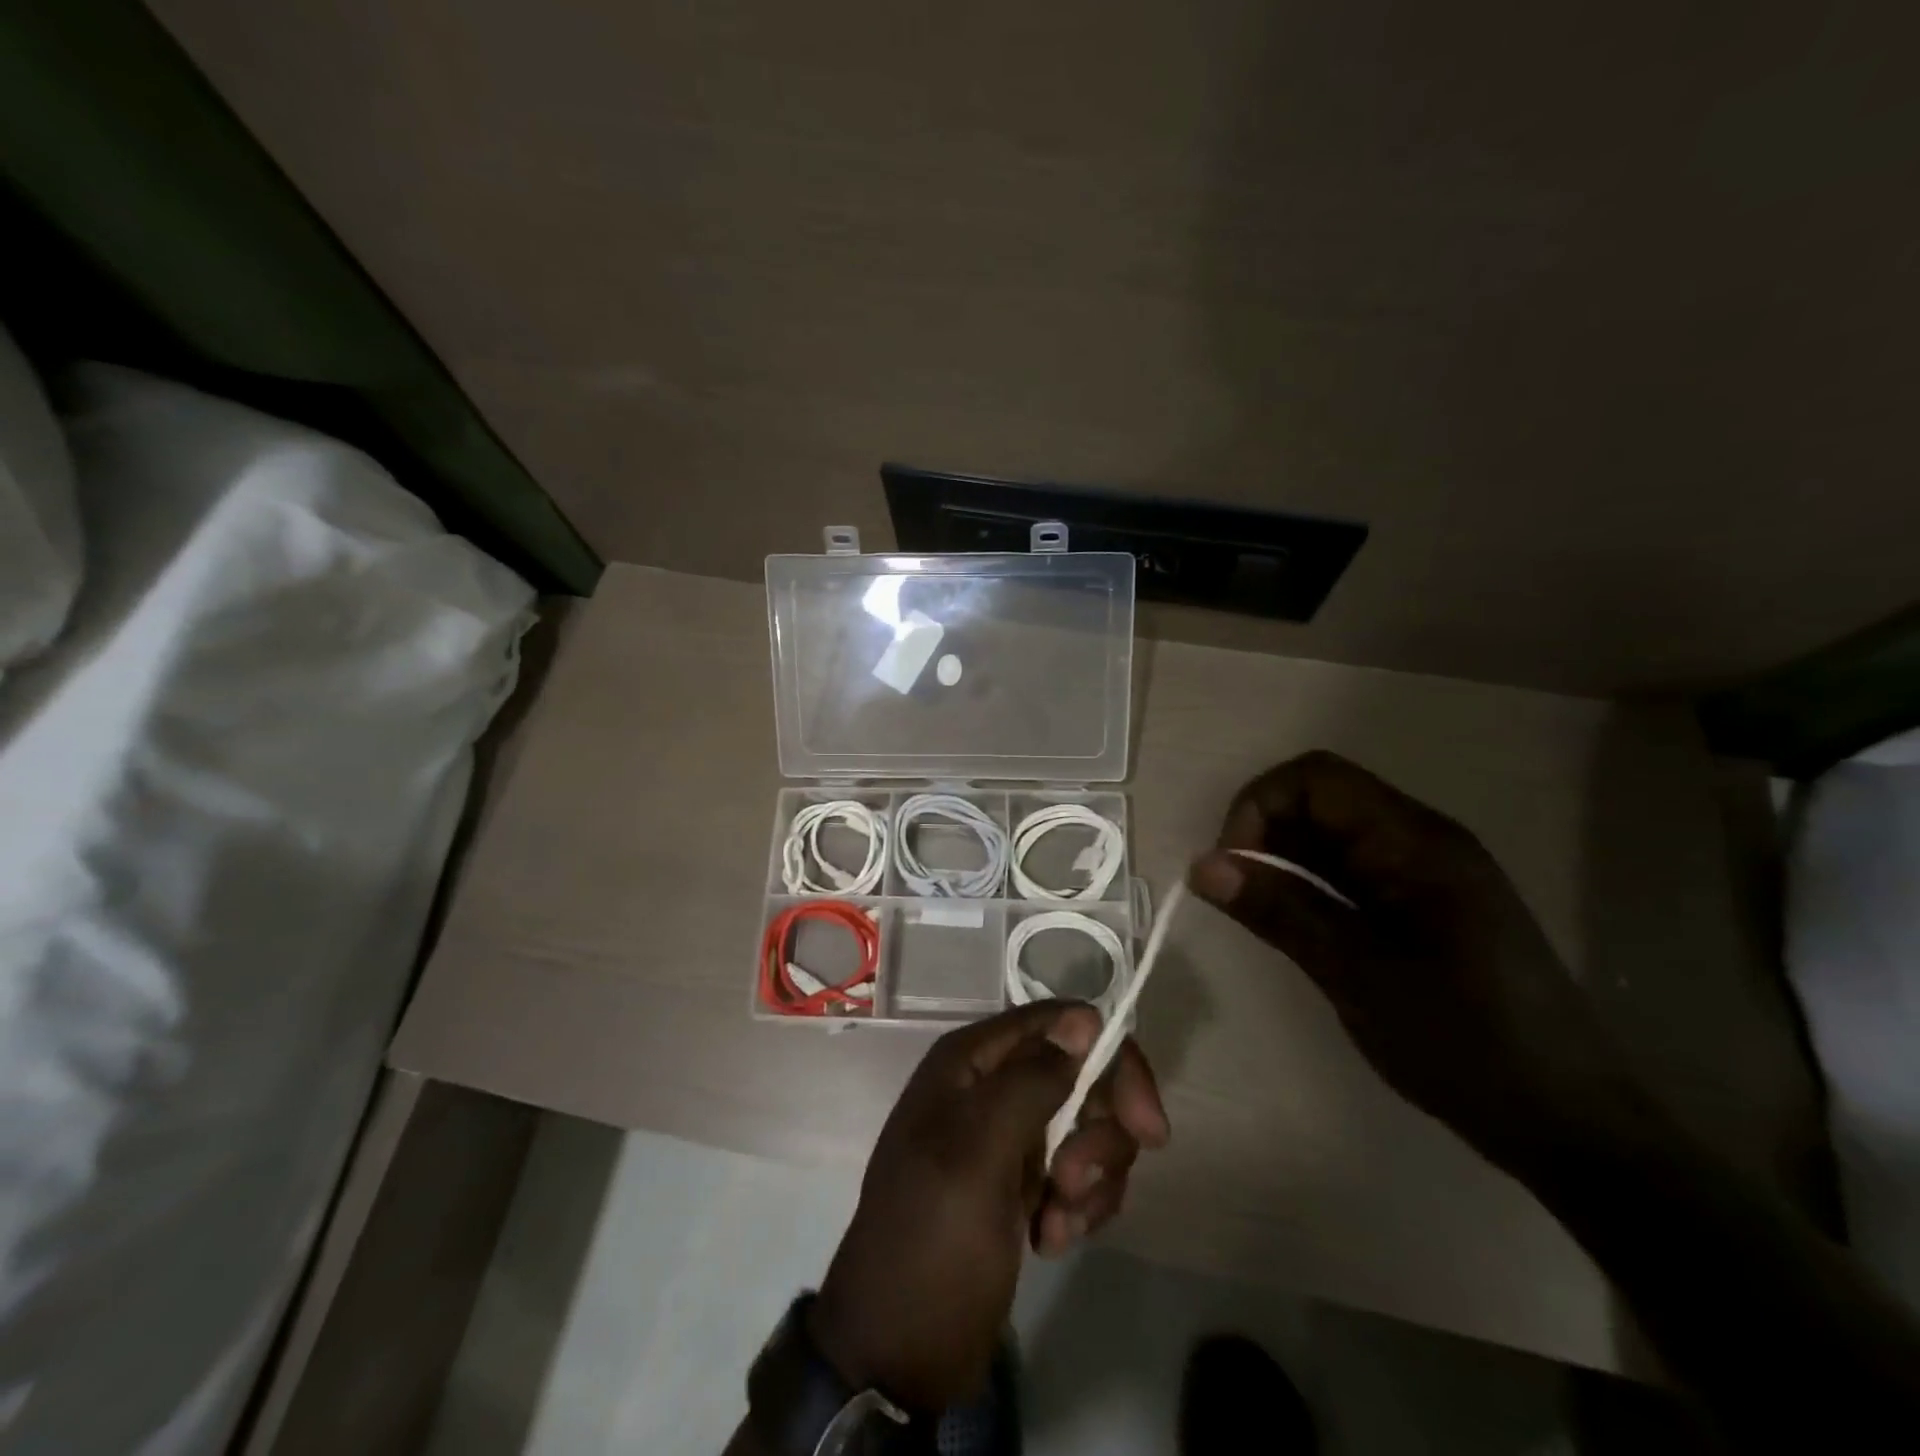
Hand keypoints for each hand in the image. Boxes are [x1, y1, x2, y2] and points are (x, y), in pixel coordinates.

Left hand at [809, 1001, 1167, 1410]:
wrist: (899, 1351)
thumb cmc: (932, 1241)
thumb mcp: (978, 1154)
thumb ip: (1031, 1081)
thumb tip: (1084, 1018)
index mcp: (972, 1061)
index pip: (1061, 1023)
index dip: (1110, 1060)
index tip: (1145, 1124)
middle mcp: (993, 1086)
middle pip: (1083, 1076)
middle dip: (1099, 1133)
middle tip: (1078, 1185)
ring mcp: (1010, 1135)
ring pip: (1089, 1127)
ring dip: (1090, 1179)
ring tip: (1056, 1222)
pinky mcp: (1024, 1181)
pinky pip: (1080, 1172)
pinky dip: (1080, 1207)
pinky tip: (1051, 1240)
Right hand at [1188, 750, 1639, 1172]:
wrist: (1567, 1123)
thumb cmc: (1466, 1044)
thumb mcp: (1358, 975)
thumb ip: (1280, 911)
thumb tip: (1201, 864)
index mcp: (1415, 843)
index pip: (1315, 778)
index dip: (1258, 806)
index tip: (1231, 866)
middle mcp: (1419, 841)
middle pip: (1319, 800)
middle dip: (1264, 835)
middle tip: (1238, 897)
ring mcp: (1422, 873)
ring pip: (1329, 838)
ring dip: (1282, 863)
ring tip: (1262, 918)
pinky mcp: (1419, 905)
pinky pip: (1347, 871)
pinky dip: (1307, 887)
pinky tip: (1297, 928)